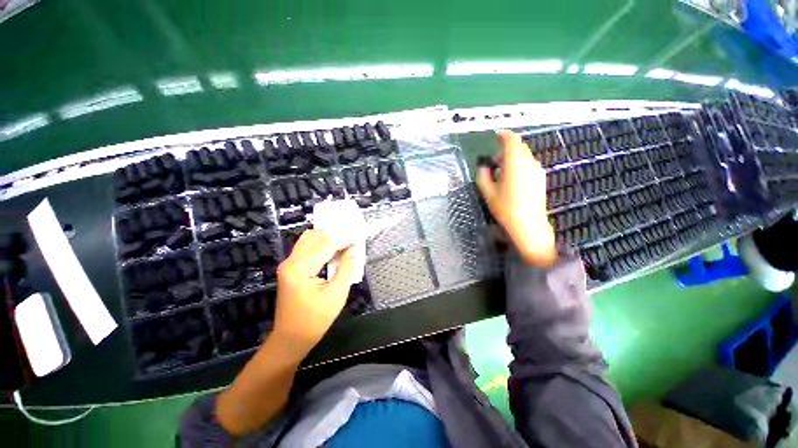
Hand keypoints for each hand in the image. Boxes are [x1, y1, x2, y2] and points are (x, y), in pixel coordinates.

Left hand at [273, 229, 353, 352]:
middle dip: (335, 234)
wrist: (291, 338)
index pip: (325, 244)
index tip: (358, 235)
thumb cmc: (316, 320)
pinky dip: (320, 243)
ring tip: (344, 239)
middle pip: (315, 237)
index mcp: (300, 269)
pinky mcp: (290, 268)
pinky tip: (332, 246)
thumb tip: (351, 250)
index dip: (343, 238)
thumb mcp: (337, 294)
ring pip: (308, 239)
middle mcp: (290, 262)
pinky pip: (305, 247)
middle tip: (352, 236)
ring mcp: (287, 264)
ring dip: (327, 237)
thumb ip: (346, 268)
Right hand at [477, 131, 556, 266]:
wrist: (529, 225)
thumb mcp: (488, 192)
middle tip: (493, 161)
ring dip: (512, 158)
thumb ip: (483, 176)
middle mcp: (529, 162)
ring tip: (501, 172)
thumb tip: (483, 168)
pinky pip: (528, 165)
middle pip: (519, 147)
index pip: (512, 140)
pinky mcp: (540, 179)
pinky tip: (511, 180)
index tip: (496, 135)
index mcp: (515, 162)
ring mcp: (537, 170)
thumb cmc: (505, 208)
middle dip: (506, 150)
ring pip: (524, 156)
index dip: (503, 135)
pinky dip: (519, 165)